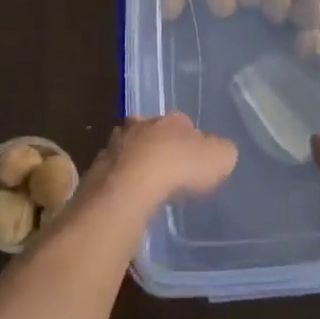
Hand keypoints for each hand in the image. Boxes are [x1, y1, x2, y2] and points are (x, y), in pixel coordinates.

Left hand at [94, 113, 236, 210]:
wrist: (131, 186)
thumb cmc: (180, 168)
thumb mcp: (220, 158)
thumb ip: (222, 152)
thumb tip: (220, 152)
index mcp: (173, 120)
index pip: (184, 123)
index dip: (190, 141)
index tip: (194, 159)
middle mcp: (142, 125)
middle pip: (152, 132)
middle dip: (158, 146)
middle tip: (168, 170)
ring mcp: (116, 145)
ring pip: (128, 149)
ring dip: (135, 161)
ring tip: (145, 185)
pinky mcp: (97, 168)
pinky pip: (112, 173)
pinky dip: (119, 182)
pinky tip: (126, 198)